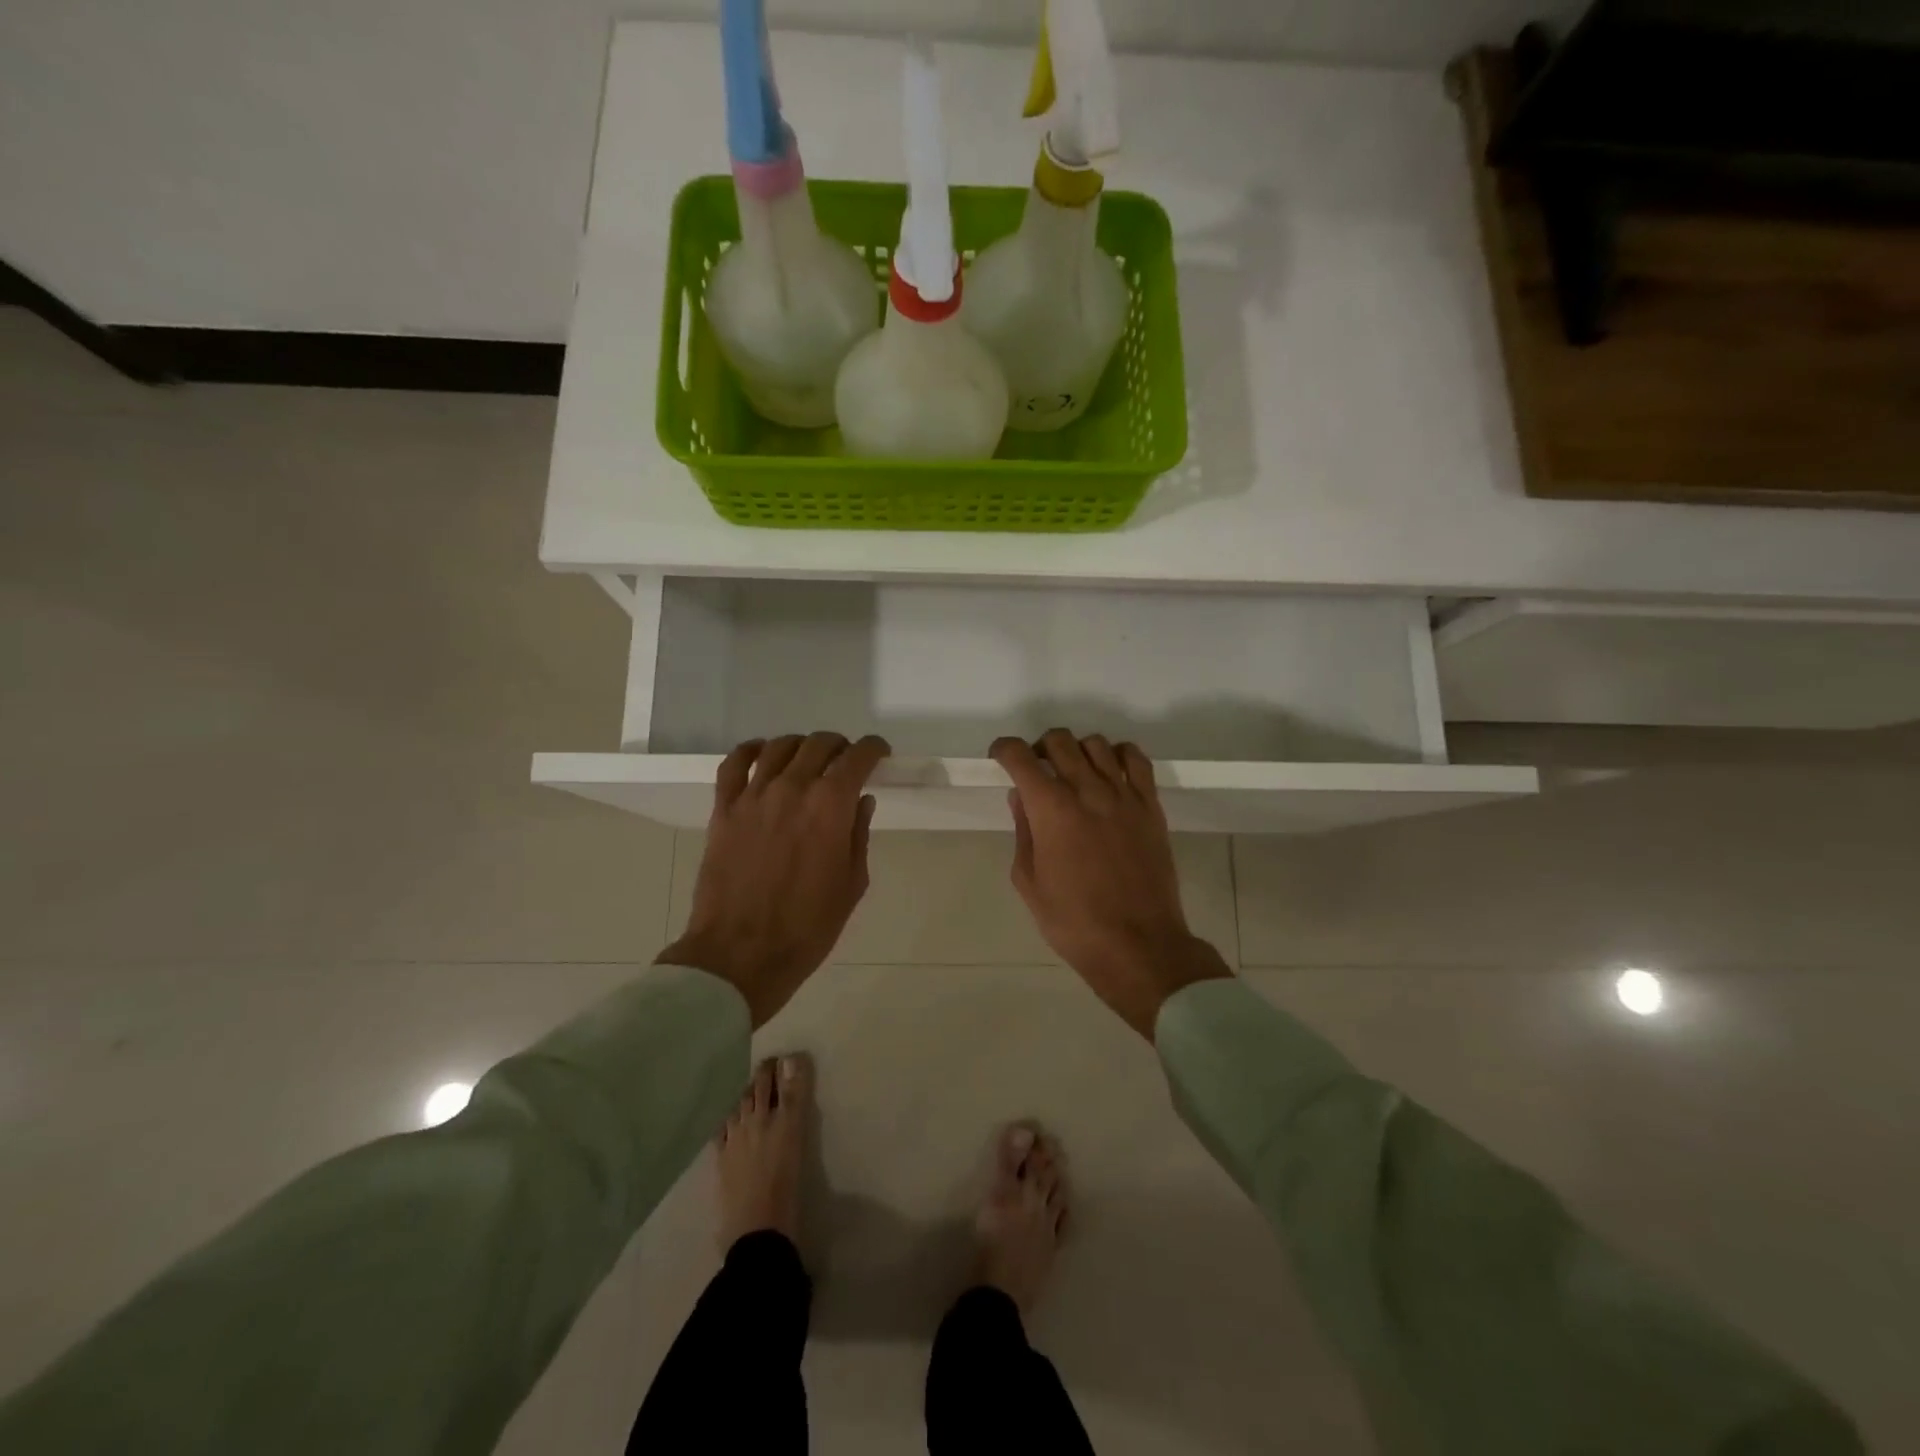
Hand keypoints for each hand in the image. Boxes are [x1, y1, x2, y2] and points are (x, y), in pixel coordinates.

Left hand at [659, 732, 889, 1026]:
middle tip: (846, 761)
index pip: (857, 758)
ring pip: (779, 747)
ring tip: (808, 758)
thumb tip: (861, 801)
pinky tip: (762, 753)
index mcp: (830, 806)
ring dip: (801, 745)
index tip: (880, 754)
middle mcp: (792, 789)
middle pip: (819, 745)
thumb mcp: (852, 884)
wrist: (742, 953)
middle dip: (840, 746)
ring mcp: (753, 796)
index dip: (874, 749)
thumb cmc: (808, 926)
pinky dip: (750, 750)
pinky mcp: (724, 810)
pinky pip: (734, 764)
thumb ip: (858, 835)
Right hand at [992, 731, 1232, 1039]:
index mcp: (1051, 809)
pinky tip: (1110, 774)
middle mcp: (1087, 790)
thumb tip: (1021, 797)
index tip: (1000, 757)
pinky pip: (1136, 760)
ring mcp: (1124, 795)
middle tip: (1036, 770)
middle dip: (1039, 748)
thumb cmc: (1073, 922)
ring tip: (1073, 774)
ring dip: (1077, 750)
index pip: (1020, 757)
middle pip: (1059, 741)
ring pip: (1096, 744)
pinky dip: (1118, 755)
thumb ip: (1023, 831)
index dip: (1004, 749)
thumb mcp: (1029, 881)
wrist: (1138, 944)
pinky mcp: (1150, 806)